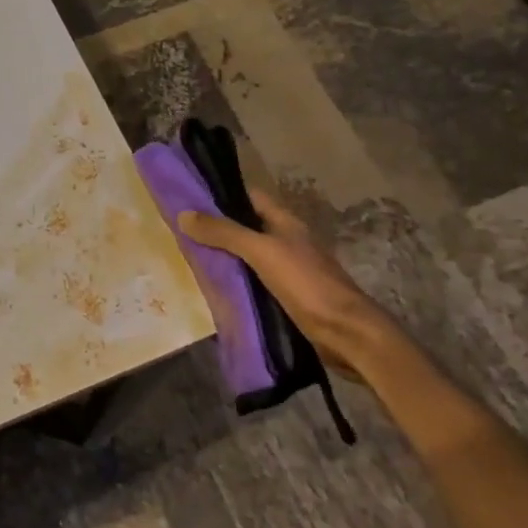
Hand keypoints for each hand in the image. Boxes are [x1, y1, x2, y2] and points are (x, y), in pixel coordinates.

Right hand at [178, 189, 407, 385]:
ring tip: (190, 257)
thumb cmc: (306, 284)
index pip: (251, 196)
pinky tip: (216, 287)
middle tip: (182, 230)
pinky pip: (255, 281)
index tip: (191, 195)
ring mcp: (289, 270)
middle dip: (219, 227)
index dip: (224, 193)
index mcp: (286, 223)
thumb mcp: (262, 252)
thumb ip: (225, 233)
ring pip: (250, 255)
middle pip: (248, 226)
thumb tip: (184, 214)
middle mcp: (287, 241)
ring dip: (226, 256)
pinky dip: (237, 281)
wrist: (346, 334)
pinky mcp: (287, 296)